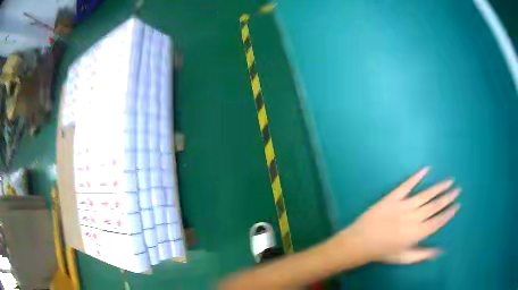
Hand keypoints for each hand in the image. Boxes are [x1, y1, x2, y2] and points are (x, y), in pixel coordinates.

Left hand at [340, 167, 459, 263]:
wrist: (360, 243)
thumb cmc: (383, 252)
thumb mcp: (404, 258)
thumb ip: (423, 254)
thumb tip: (441, 251)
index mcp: (418, 233)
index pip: (439, 221)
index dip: (449, 213)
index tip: (457, 205)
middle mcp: (415, 217)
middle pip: (436, 205)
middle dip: (448, 197)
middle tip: (458, 189)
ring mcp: (404, 205)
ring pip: (426, 194)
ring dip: (439, 187)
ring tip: (450, 181)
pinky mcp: (393, 197)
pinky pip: (407, 184)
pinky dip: (417, 176)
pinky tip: (427, 169)